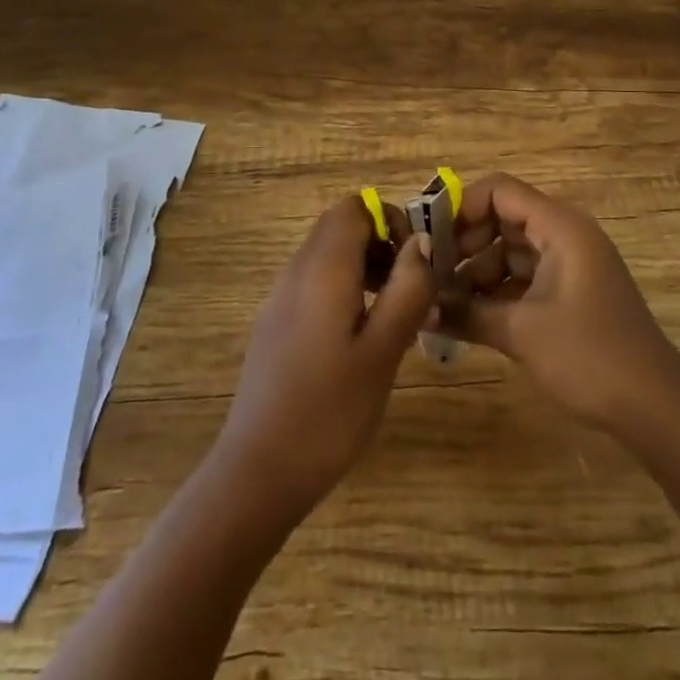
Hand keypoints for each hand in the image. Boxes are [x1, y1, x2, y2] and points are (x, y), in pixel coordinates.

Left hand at [212, 196, 433, 517]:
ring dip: (365, 267)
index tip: (416, 260)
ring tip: (394, 314)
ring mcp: (280, 298)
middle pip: (340, 227)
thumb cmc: (330, 410)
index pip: (354, 207)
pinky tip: (361, 338)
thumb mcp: (383, 349)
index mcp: (323, 268)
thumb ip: (408, 288)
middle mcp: (296, 271)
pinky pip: (314, 283)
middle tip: (409, 287)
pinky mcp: (275, 324)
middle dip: (380, 243)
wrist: (258, 472)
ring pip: (328, 255)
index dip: (389, 219)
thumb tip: (422, 241)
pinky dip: (344, 289)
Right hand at [454, 173, 679, 437]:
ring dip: (477, 273)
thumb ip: (466, 313)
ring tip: (442, 304)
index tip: (429, 242)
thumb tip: (419, 307)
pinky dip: (497, 292)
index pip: (499, 191)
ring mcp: (570, 264)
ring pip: (511, 251)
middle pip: (502, 218)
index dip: (460, 208)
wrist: (655, 406)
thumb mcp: (521, 332)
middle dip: (464, 244)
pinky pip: (525, 277)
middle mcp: (565, 234)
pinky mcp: (571, 292)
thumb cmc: (589, 355)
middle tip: (431, 276)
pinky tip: (469, 318)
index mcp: (559, 226)